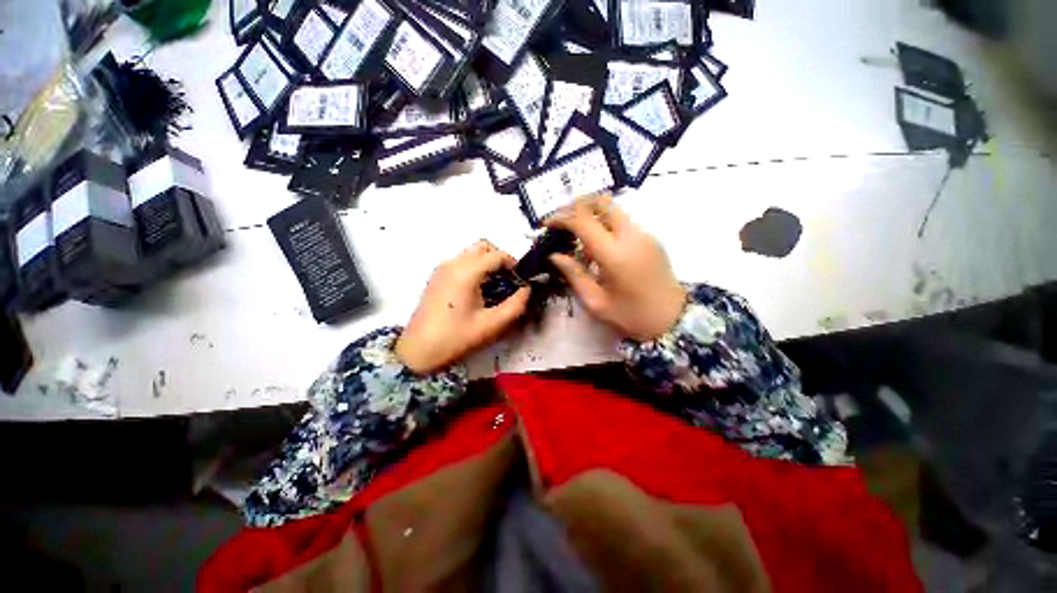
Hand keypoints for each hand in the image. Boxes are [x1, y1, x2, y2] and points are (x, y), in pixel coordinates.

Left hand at [396, 240, 530, 373]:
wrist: (418, 351)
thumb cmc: (457, 338)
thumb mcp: (492, 324)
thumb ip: (516, 304)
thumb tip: (527, 289)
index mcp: (466, 272)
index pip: (497, 255)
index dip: (514, 264)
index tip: (521, 281)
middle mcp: (453, 263)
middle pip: (483, 247)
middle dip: (500, 259)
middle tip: (509, 280)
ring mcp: (442, 268)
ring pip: (472, 253)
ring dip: (487, 263)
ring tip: (495, 287)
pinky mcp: (437, 276)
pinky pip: (462, 262)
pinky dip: (475, 268)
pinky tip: (478, 291)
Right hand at [547, 196, 685, 341]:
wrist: (673, 319)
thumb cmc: (631, 315)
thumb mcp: (595, 301)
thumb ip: (574, 274)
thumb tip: (554, 255)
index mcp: (615, 254)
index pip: (583, 221)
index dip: (561, 218)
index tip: (547, 225)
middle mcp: (631, 236)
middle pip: (601, 202)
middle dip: (576, 206)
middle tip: (561, 221)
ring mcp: (644, 234)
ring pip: (613, 209)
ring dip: (591, 214)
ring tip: (576, 234)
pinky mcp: (650, 238)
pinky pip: (622, 221)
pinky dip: (604, 224)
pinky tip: (597, 244)